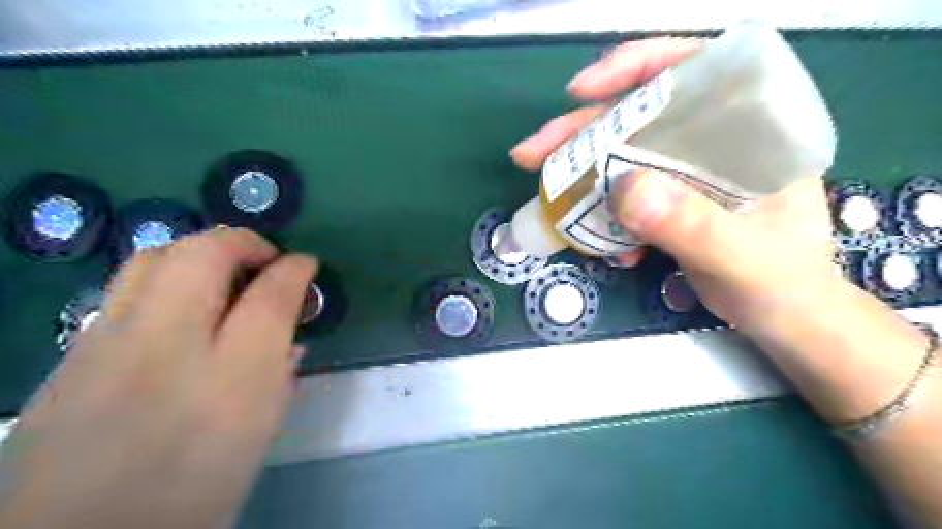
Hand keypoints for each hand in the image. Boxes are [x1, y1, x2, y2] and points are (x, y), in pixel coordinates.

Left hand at [0, 227, 314, 528]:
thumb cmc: (193, 489)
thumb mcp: (259, 432)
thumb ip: (281, 373)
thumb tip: (289, 334)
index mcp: (230, 383)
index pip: (270, 298)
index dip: (294, 270)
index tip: (305, 264)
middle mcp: (165, 351)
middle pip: (202, 255)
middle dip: (243, 241)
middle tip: (266, 259)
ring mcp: (106, 346)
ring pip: (154, 258)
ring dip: (201, 251)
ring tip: (224, 275)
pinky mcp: (71, 353)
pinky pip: (125, 288)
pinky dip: (166, 278)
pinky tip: (180, 309)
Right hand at [513, 39, 833, 341]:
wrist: (780, 318)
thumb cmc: (781, 283)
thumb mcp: (742, 256)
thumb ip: (691, 224)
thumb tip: (623, 188)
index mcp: (749, 128)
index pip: (692, 69)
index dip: (634, 69)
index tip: (582, 92)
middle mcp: (712, 140)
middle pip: (637, 116)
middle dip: (580, 132)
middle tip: (532, 154)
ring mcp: (685, 172)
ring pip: (621, 156)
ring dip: (581, 176)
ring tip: (549, 199)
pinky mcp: (668, 201)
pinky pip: (621, 194)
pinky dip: (602, 215)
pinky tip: (601, 243)